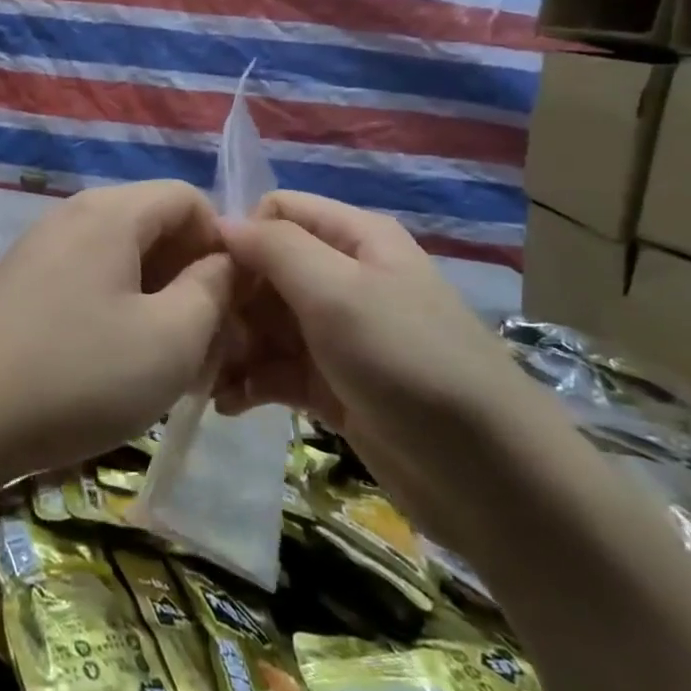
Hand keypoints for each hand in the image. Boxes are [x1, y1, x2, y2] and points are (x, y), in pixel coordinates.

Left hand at [0, 181, 233, 485]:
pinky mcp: (17, 285)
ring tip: (164, 363)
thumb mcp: (170, 340)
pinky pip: (84, 281)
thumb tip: (223, 263)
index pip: (188, 198)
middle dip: (190, 278)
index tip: (235, 304)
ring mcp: (37, 249)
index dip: (223, 244)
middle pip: (152, 226)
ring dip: (155, 301)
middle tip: (207, 344)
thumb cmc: (76, 375)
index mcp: (110, 212)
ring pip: (119, 259)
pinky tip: (112, 365)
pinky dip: (114, 312)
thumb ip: (213, 291)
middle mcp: (71, 215)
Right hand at [215, 191, 549, 545]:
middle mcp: (344, 278)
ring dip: (233, 345)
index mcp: (354, 238)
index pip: (276, 212)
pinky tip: (227, 403)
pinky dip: (250, 382)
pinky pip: (277, 370)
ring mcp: (338, 335)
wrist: (491, 478)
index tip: (203, 276)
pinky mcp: (334, 385)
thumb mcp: (338, 292)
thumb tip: (222, 224)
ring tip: (204, 377)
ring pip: (266, 323)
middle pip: (265, 269)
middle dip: (229, 300)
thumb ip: (275, 248)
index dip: (238, 236)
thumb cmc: (408, 363)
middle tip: (200, 337)